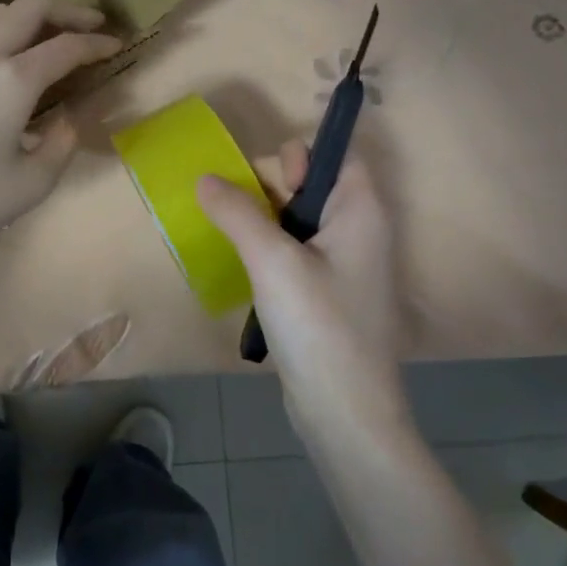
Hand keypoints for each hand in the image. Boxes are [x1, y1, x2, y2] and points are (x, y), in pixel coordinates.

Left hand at [0, 0, 121, 257]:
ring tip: (41, 35)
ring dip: (25, 16)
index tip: (116, 46)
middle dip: (67, 12)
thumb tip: (73, 114)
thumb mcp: (32, 184)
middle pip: (31, 9)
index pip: (67, 48)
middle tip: (88, 26)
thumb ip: (63, 143)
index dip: (97, 44)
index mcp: (15, 82)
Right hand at [197, 143, 412, 444]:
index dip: (300, 156)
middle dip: (271, 189)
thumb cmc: (317, 325)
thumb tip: (205, 178)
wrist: (343, 410)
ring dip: (263, 221)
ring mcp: (344, 263)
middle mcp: (359, 229)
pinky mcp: (326, 292)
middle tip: (240, 218)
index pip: (338, 155)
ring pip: (298, 219)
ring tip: (234, 239)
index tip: (266, 183)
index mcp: (361, 210)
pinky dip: (269, 249)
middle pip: (313, 183)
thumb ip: (238, 212)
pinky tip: (246, 267)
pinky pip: (296, 251)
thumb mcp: (271, 260)